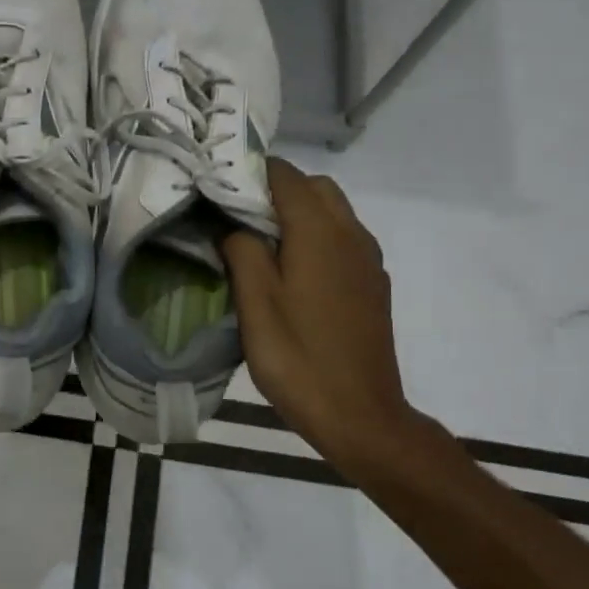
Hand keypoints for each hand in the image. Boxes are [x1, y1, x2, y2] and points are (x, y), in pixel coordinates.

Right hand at [223, 158, 423, 476]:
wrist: (359, 414)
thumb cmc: (298, 358)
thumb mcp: (256, 303)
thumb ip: (241, 251)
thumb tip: (231, 224)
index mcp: (320, 232)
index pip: (284, 175)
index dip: (249, 173)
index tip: (216, 189)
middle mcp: (351, 234)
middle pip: (314, 187)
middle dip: (275, 191)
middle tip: (236, 219)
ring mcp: (367, 260)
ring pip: (332, 212)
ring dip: (297, 214)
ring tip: (260, 246)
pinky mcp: (372, 284)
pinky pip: (343, 239)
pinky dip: (316, 237)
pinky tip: (292, 275)